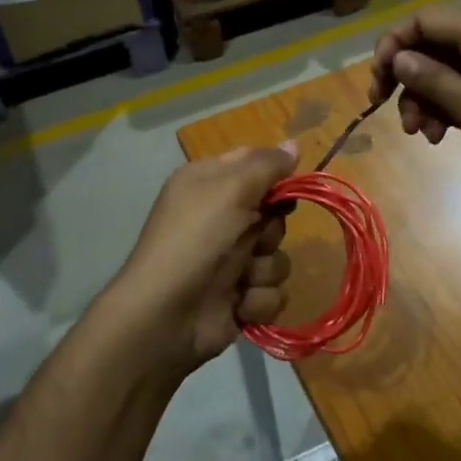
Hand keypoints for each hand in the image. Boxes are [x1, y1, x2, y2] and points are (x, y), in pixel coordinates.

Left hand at [107, 145, 297, 373]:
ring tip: (240, 279)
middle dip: (271, 230)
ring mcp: (230, 260)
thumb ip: (267, 165)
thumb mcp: (230, 188)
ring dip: (264, 269)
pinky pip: (272, 292)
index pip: (254, 164)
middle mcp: (219, 218)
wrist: (166, 316)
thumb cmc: (195, 239)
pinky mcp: (239, 297)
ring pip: (277, 256)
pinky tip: (237, 304)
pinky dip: (258, 300)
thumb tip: (295, 144)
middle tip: (252, 238)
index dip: (275, 176)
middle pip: (274, 214)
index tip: (285, 187)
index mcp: (208, 183)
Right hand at [369, 7, 460, 201]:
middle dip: (405, 78)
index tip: (379, 80)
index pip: (424, 21)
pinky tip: (440, 138)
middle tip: (385, 108)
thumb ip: (435, 81)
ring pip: (442, 74)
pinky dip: (446, 111)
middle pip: (429, 48)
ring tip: (422, 135)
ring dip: (424, 101)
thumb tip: (399, 58)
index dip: (394, 44)